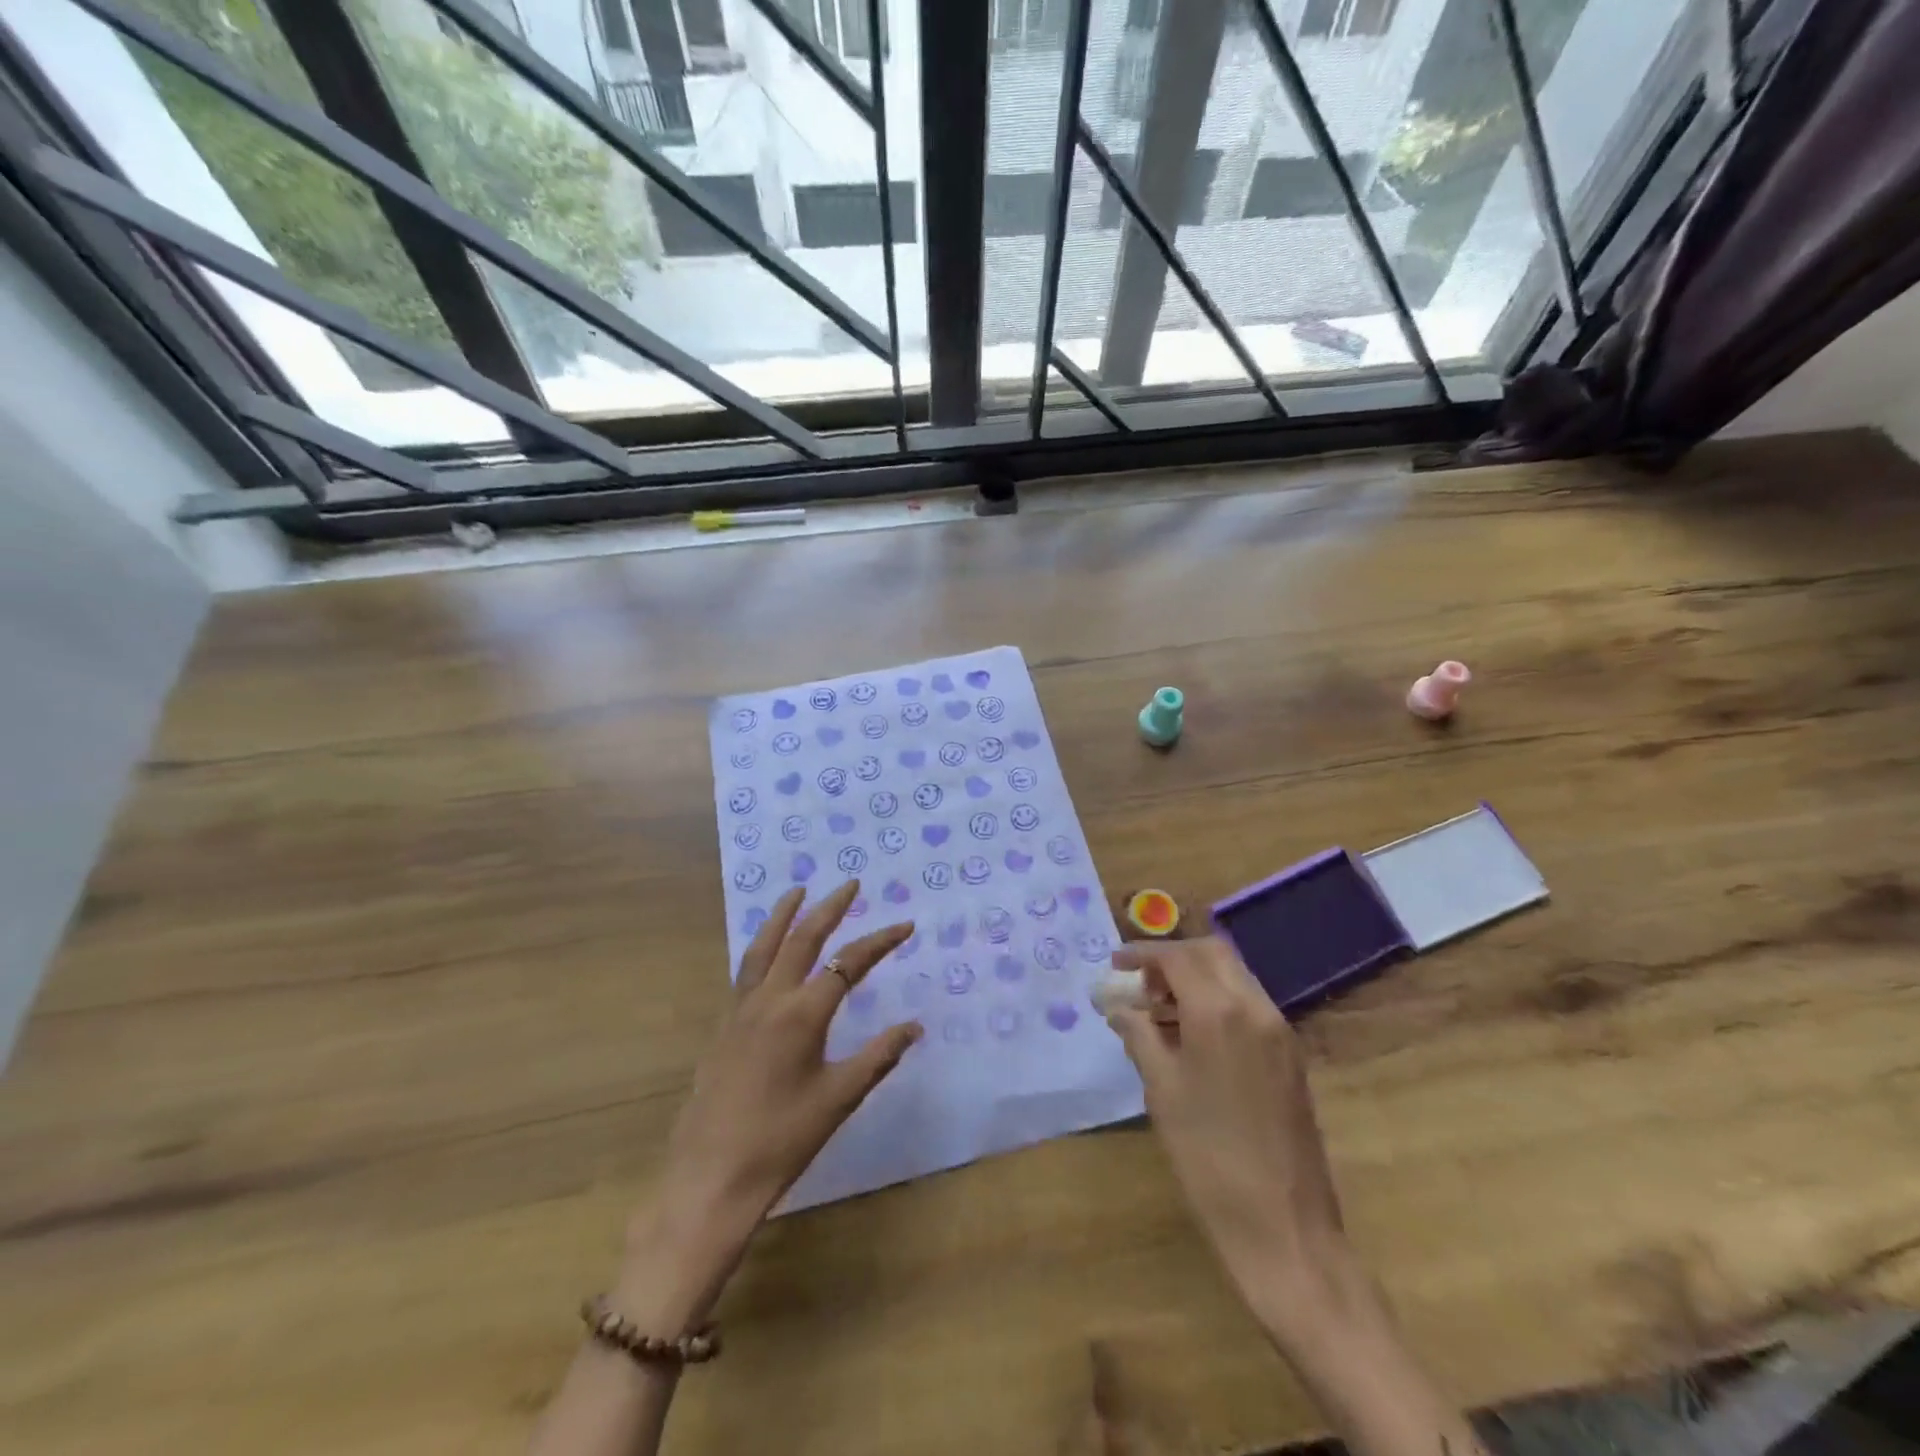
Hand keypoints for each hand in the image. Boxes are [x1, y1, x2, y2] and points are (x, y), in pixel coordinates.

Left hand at [617, 881, 919, 1329]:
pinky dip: (762, 947)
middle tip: (851, 884)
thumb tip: (914, 1027)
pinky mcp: (723, 1027)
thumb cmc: (782, 1141)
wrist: (710, 1180)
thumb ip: (879, 1057)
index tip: (906, 925)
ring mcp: (739, 1011)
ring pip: (763, 948)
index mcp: (802, 1014)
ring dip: (784, 916)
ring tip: (798, 892)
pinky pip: (745, 971)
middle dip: (829, 908)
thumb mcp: (839, 1099)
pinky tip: (768, 951)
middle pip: (801, 939)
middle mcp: (769, 1000)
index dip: (880, 941)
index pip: (849, 963)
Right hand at [1103, 937, 1347, 1314]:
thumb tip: (1119, 1006)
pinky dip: (1218, 1001)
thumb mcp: (1162, 1090)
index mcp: (1219, 1012)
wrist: (1284, 1227)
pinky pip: (1249, 1005)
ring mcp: (1279, 1031)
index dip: (1143, 954)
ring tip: (1160, 1011)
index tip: (1116, 965)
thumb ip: (1139, 1034)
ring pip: (1234, 976)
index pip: (1178, 957)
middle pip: (1212, 954)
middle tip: (1141, 984)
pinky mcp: (1290, 1055)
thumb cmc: (1209, 1157)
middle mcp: (1255, 1008)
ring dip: (1196, 978)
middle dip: (1173, 959)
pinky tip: (1193, 1035)